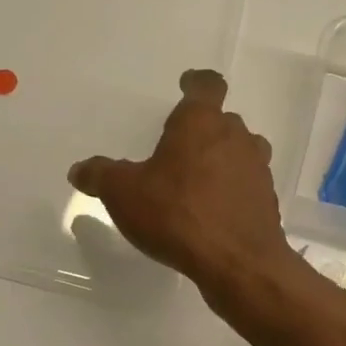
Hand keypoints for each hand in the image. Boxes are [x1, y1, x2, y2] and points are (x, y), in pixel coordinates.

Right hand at [68, 69, 290, 296]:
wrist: (237, 263)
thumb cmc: (176, 214)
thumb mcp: (123, 194)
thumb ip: (100, 176)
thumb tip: (79, 169)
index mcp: (200, 122)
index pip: (207, 85)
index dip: (196, 82)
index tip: (187, 85)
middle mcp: (235, 137)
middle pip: (223, 120)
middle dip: (204, 129)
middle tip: (180, 146)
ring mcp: (256, 168)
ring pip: (241, 150)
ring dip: (223, 157)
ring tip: (198, 178)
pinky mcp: (266, 200)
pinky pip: (247, 184)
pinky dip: (233, 189)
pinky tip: (213, 211)